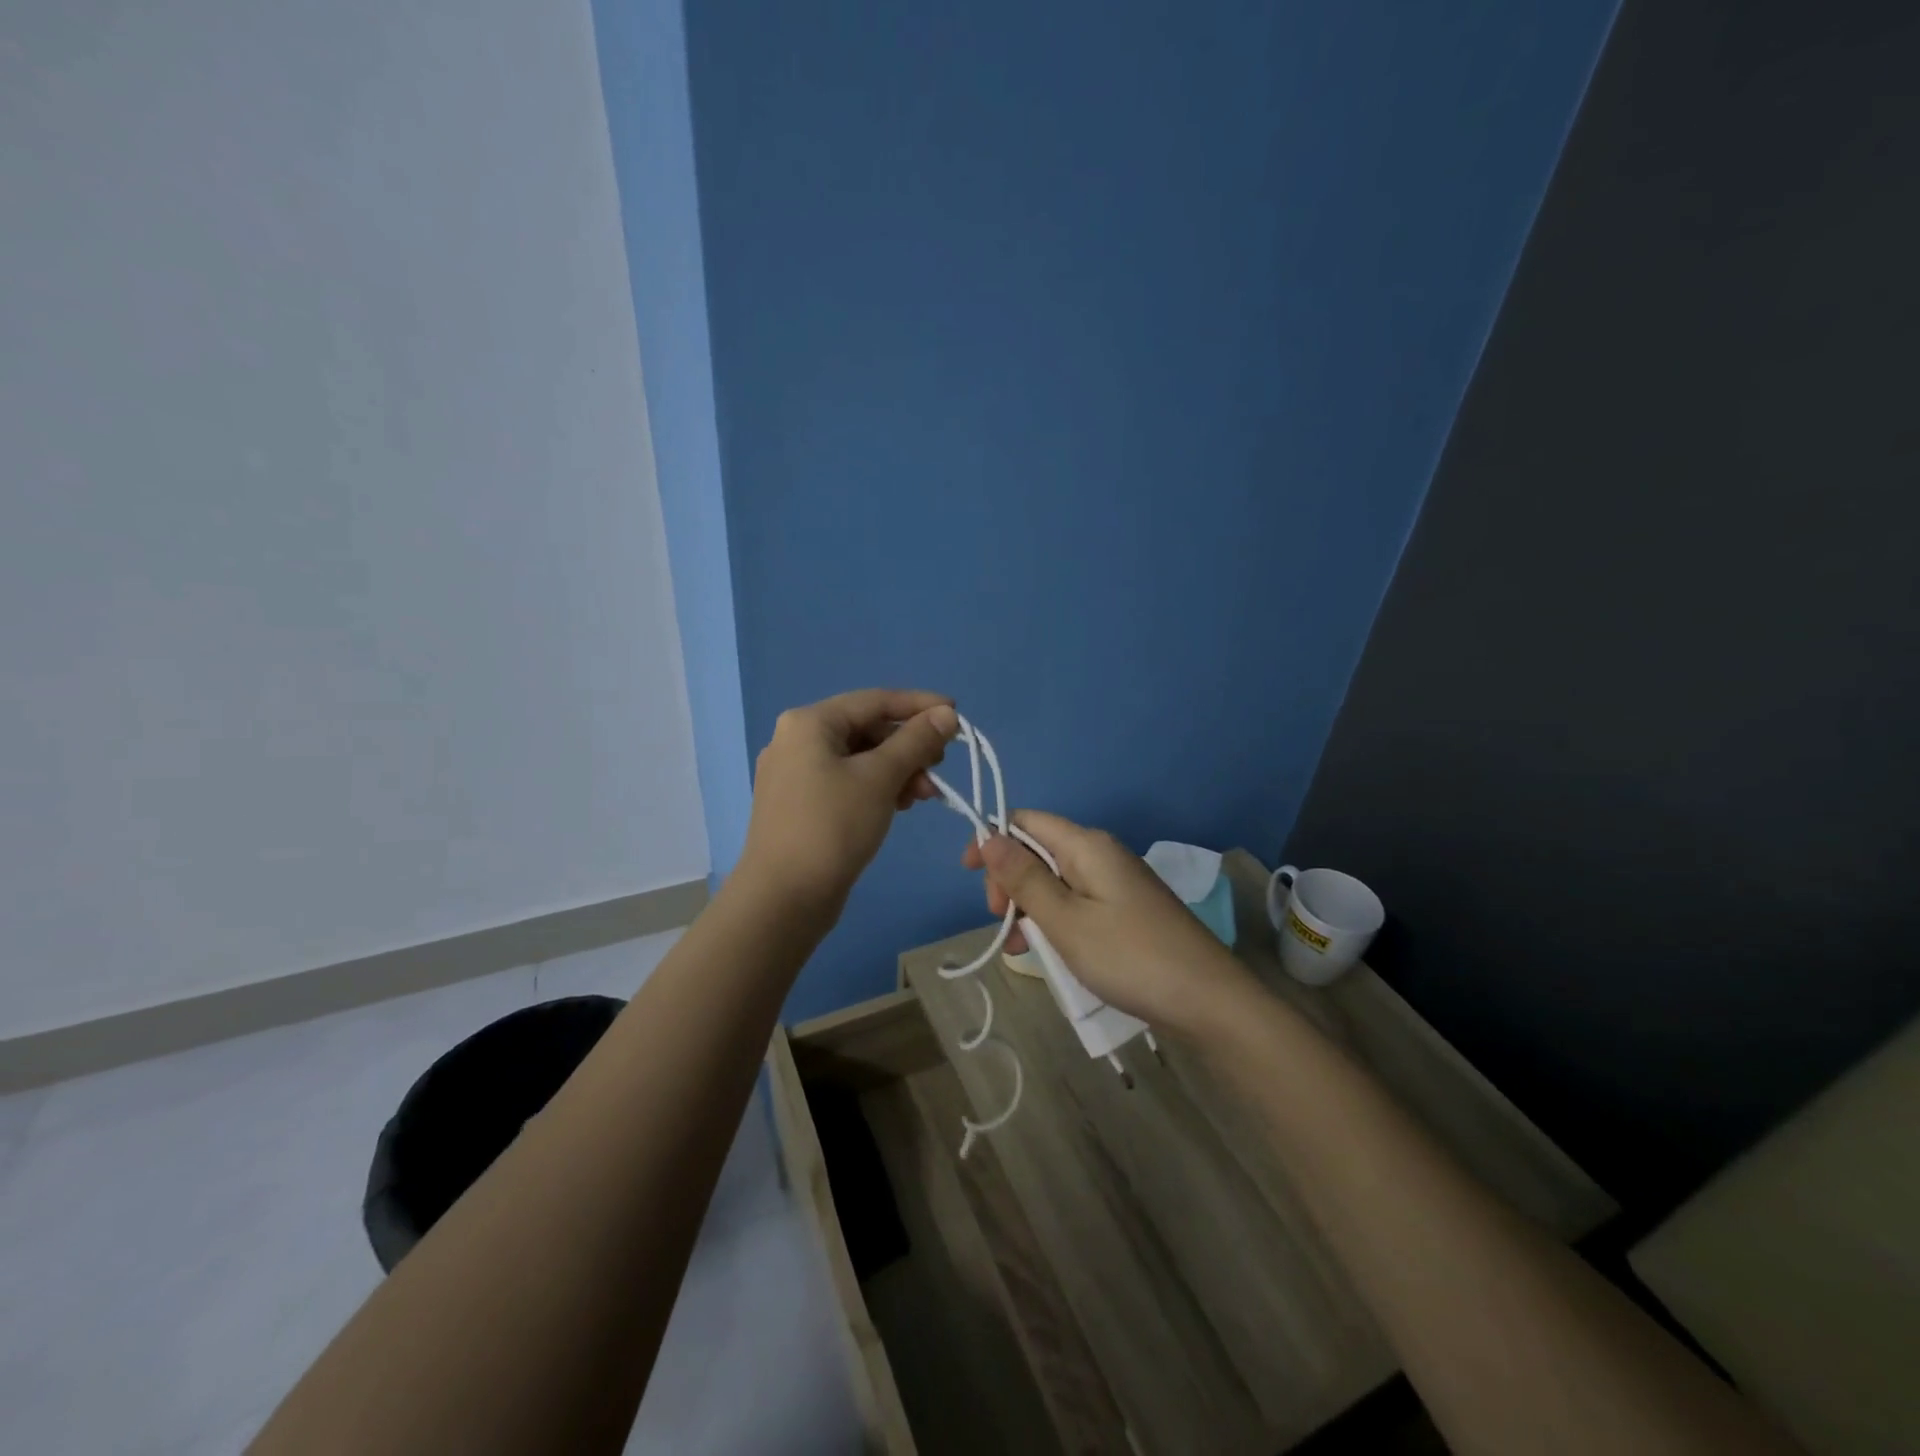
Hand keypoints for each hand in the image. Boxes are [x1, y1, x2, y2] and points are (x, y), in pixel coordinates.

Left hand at [739, 689, 959, 911]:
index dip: (919, 705)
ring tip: (924, 796)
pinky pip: (846, 782)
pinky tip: (899, 806)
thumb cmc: (833, 827)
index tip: (957, 714)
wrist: (783, 899)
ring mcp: (794, 774)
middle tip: (940, 765)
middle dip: (909, 747)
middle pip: (866, 729)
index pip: (874, 700)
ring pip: (858, 759)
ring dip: (897, 770)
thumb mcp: (880, 778)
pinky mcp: (800, 805)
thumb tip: (947, 713)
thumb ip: (916, 741)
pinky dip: (876, 788)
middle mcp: (796, 740)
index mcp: (809, 723)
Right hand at [963, 810, 1258, 1037]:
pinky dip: (1055, 921)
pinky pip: (1077, 903)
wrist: (1209, 1001)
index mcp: (1087, 845)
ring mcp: (1117, 883)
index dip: (992, 840)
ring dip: (1029, 907)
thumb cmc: (1130, 957)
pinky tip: (1048, 952)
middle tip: (999, 922)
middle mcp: (1102, 854)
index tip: (969, 876)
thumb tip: (989, 836)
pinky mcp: (1126, 910)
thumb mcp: (1066, 920)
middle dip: (1010, 880)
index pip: (1026, 820)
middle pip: (1039, 850)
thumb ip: (1024, 878)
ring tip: (1017, 948)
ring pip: (1056, 881)